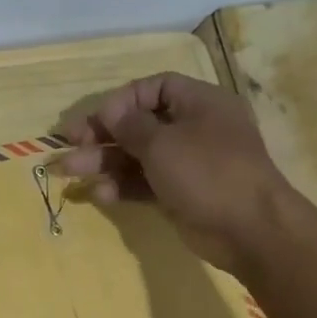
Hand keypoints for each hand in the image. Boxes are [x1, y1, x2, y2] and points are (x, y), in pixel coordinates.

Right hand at [54, 72, 291, 272]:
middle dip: (102, 135)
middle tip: (69, 145)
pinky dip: (122, 187)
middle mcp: (193, 129)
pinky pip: (145, 184)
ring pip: (138, 157)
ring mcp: (187, 165)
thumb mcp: (164, 144)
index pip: (155, 88)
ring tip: (68, 172)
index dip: (122, 101)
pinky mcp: (180, 195)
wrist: (248, 229)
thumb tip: (109, 110)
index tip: (97, 119)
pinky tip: (98, 195)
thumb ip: (131, 126)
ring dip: (103, 163)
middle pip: (140, 125)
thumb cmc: (208, 173)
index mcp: (199, 103)